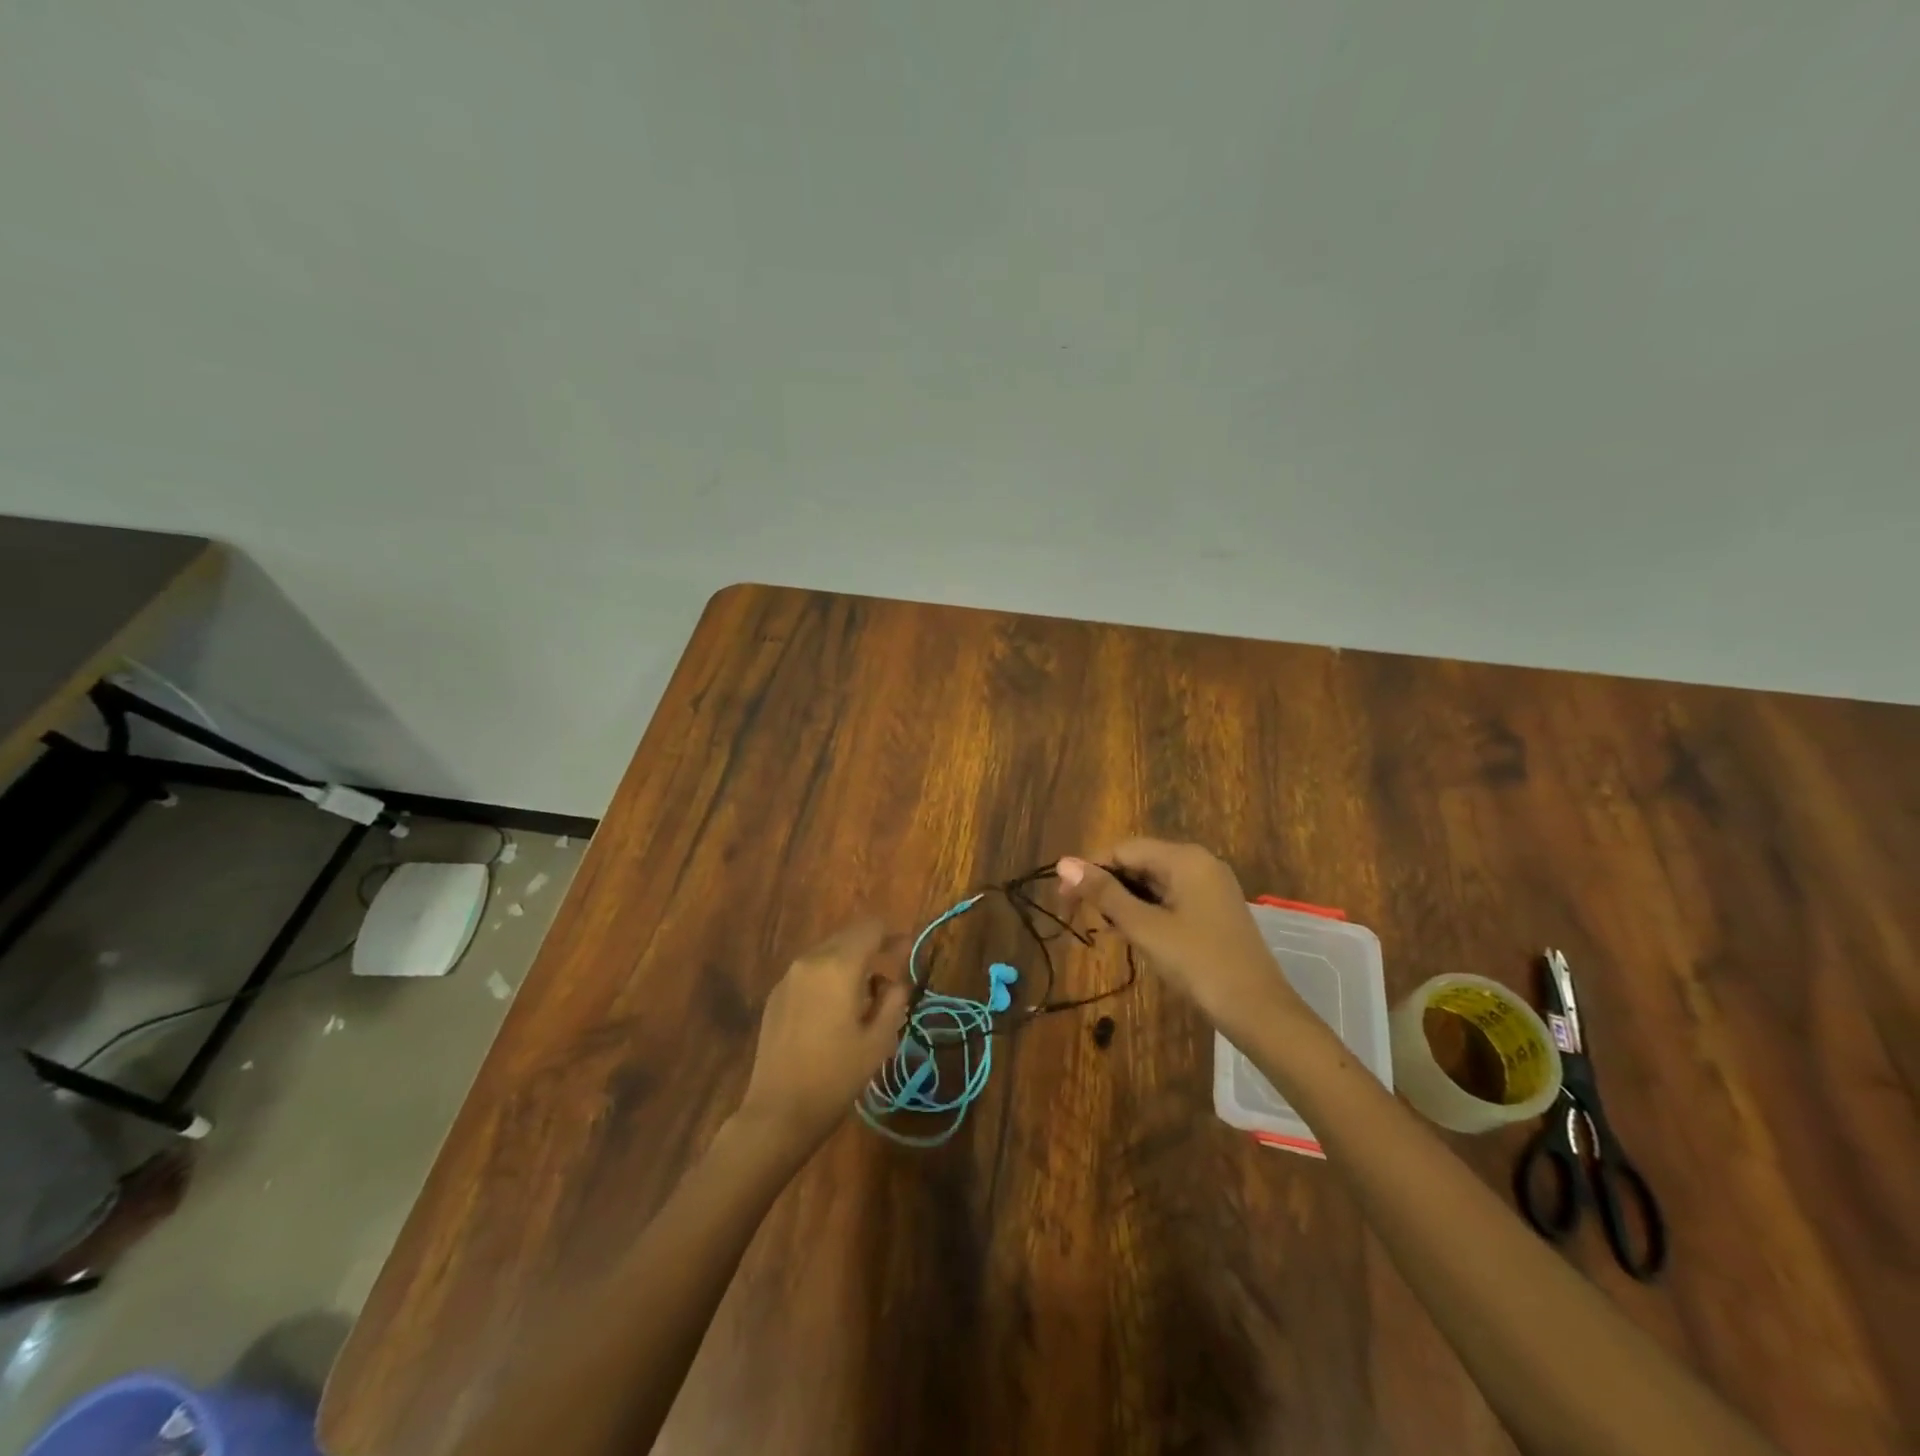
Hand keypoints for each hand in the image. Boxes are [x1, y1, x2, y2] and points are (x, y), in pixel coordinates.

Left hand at [735, 919, 909, 1153]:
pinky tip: (835, 1008)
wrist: (779, 1111)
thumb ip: (894, 1000)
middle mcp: (811, 961)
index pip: (871, 928)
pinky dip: (829, 976)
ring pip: (828, 952)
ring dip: (850, 962)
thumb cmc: (836, 1076)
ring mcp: (789, 977)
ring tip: (865, 995)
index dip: (893, 935)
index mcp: (839, 966)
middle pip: (848, 936)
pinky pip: (810, 971)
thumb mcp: (879, 1040)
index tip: (907, 951)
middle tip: (892, 972)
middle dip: (872, 947)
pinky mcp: (776, 995)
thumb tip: (897, 981)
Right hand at [1057, 840, 1307, 1034]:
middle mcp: (1199, 862)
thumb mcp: (1144, 927)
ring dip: (1125, 901)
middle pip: (1139, 862)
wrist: (1258, 1010)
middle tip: (1083, 919)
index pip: (1123, 849)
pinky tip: (1134, 934)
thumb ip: (1103, 893)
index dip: (1089, 870)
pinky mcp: (1214, 909)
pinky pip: (1171, 898)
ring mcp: (1210, 886)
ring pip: (1153, 882)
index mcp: (1184, 858)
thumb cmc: (1197, 963)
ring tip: (1106, 930)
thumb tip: (1063, 863)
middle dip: (1107, 887)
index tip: (1064, 901)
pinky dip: (1148, 911)